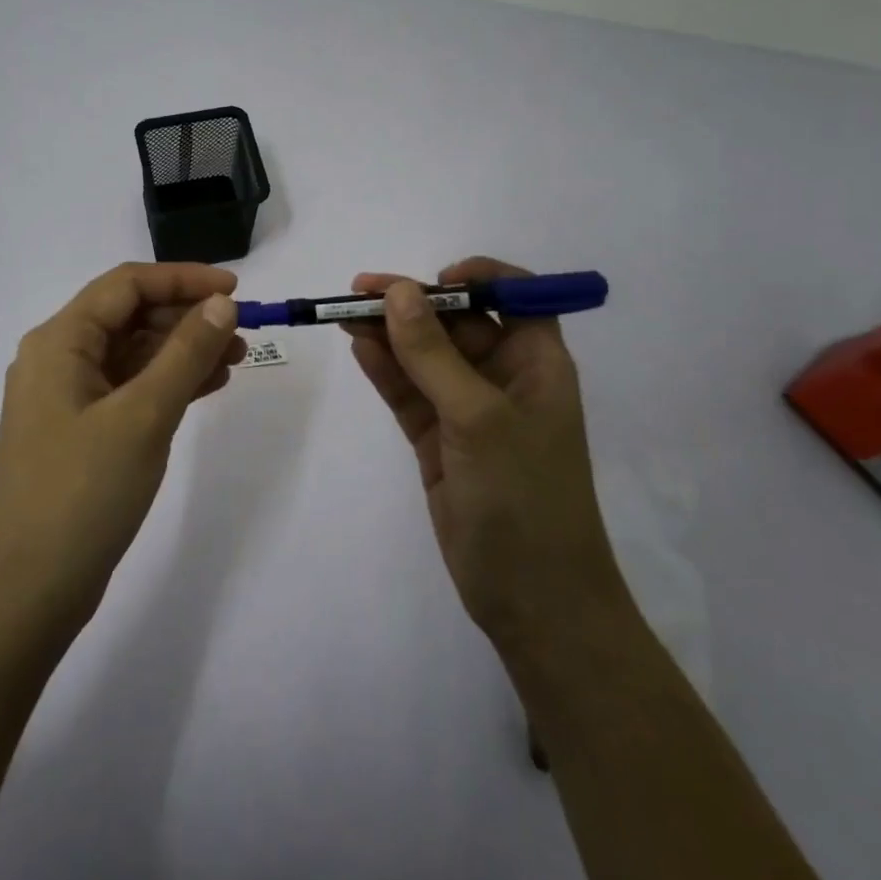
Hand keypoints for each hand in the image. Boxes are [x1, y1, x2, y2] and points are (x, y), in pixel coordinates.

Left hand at [0, 262, 244, 632]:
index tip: (235, 290)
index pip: (126, 285)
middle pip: (129, 316)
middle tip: (241, 332)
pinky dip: (167, 383)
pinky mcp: (79, 432)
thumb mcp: (143, 416)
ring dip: (182, 351)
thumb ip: (186, 353)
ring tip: (235, 360)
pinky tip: (207, 387)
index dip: (183, 279)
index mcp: (59, 341)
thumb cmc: (82, 494)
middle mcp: (57, 359)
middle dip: (186, 317)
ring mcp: (66, 398)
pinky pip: (129, 389)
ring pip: (132, 354)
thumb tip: (222, 304)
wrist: (26, 594)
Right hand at [344, 258, 623, 655]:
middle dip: (411, 304)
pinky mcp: (438, 439)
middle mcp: (503, 377)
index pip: (514, 296)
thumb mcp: (478, 417)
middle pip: (454, 322)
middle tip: (358, 292)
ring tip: (344, 314)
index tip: (434, 279)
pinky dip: (384, 370)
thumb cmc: (524, 496)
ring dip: (388, 333)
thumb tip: (397, 292)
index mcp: (536, 362)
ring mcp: (466, 409)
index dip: (478, 278)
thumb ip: (433, 354)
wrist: (533, 601)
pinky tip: (358, 347)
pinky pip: (408, 391)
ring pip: (423, 356)